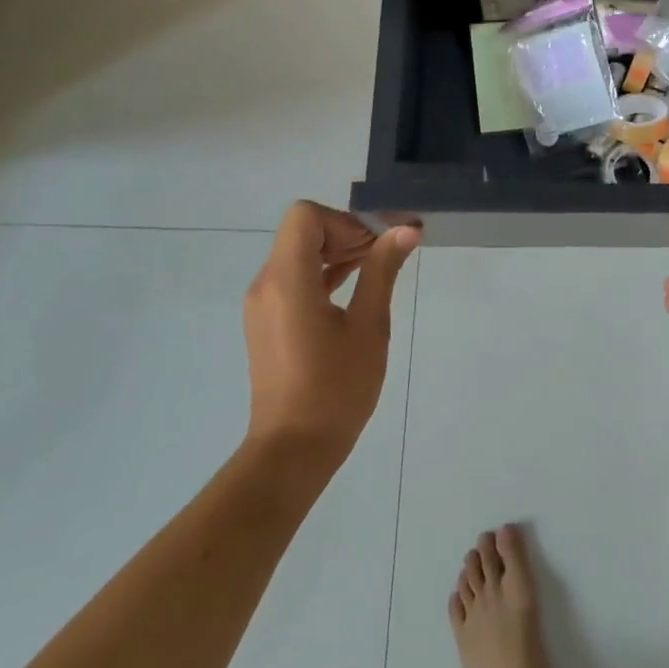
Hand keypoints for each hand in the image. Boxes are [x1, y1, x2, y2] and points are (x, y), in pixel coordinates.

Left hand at [244, 202, 418, 468]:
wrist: (292, 451)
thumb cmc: (335, 388)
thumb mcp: (369, 326)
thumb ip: (382, 270)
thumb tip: (405, 230)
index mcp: (287, 279)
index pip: (305, 216)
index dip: (344, 221)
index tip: (375, 244)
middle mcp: (266, 284)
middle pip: (302, 231)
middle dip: (345, 233)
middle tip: (385, 254)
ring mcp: (263, 304)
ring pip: (298, 254)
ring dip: (336, 253)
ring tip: (376, 270)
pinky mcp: (267, 322)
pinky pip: (293, 279)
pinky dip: (322, 273)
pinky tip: (355, 289)